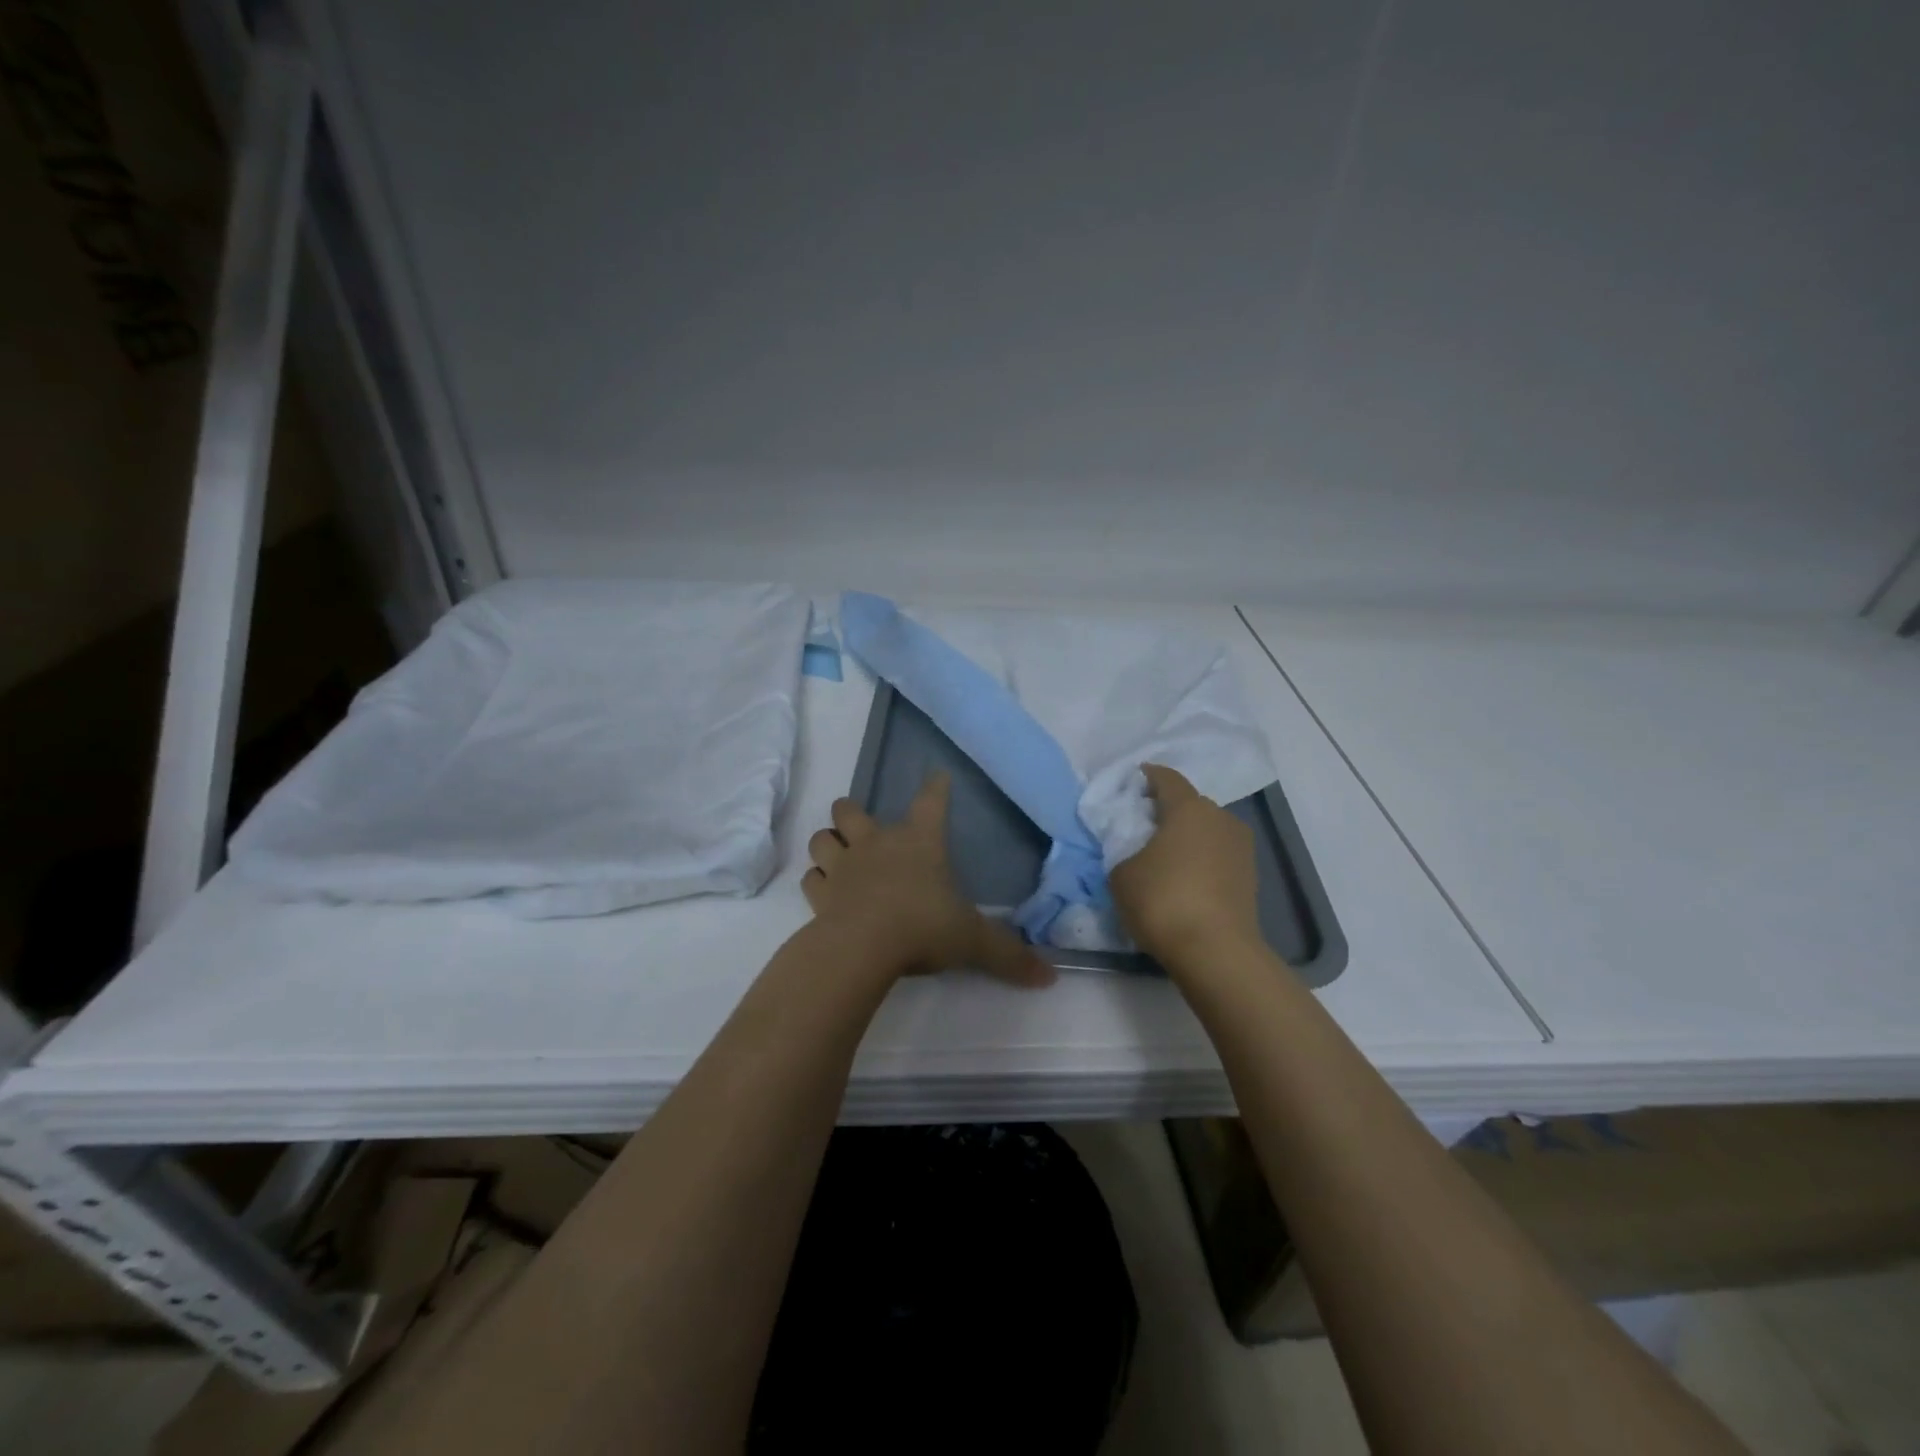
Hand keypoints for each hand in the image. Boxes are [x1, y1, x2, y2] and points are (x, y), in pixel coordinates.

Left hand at [803, 773, 1055, 987]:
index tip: (938, 776)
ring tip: (836, 853)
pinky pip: (811, 878)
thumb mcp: (974, 941)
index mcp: (920, 842)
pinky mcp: (821, 895)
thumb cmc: (924, 927)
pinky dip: (816, 881)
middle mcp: (877, 844)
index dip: (936, 788)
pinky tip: (825, 890)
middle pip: (851, 810)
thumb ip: (1009, 956)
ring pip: (822, 838)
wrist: (864, 946)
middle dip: (852, 813)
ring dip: (828, 842)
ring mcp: (844, 866)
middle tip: (862, 825)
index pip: (931, 803)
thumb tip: (1050, 977)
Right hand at [1109, 764, 1263, 972]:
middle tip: (1143, 825)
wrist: (1216, 952)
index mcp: (1188, 808)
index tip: (1134, 780)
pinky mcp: (1250, 877)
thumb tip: (1139, 852)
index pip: (1167, 778)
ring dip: (1187, 837)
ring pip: (1207, 831)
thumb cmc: (1163, 901)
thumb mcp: (1122, 873)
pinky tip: (1184, 878)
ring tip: (1164, 856)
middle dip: (1168, 810)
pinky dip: (1201, 860)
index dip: (1148, 776)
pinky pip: (1217, 856)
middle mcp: (1220, 819)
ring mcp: (1241, 848)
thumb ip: (1125, 850)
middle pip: (1190, 805)